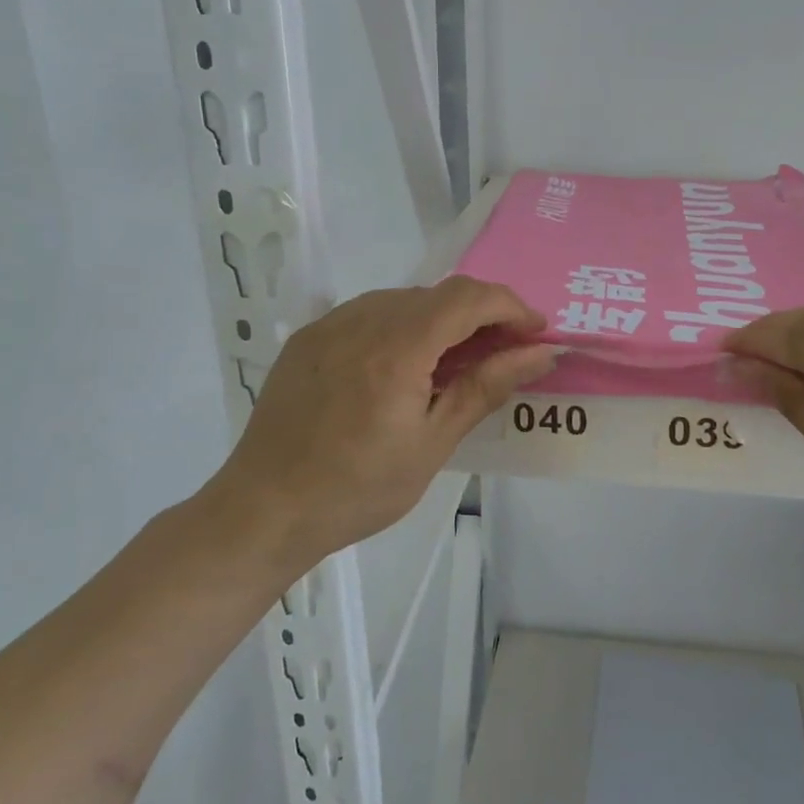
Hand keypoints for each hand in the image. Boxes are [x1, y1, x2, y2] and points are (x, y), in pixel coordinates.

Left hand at [206, 277, 555, 567]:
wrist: (264, 510)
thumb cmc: (357, 489)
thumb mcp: (432, 443)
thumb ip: (486, 387)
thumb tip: (540, 354)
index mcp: (397, 346)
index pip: (469, 297)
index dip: (511, 307)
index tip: (537, 334)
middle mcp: (362, 319)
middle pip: (439, 294)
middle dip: (482, 315)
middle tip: (505, 355)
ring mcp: (330, 324)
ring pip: (405, 300)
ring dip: (443, 321)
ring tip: (457, 365)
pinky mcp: (310, 337)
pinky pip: (371, 313)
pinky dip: (404, 328)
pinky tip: (406, 368)